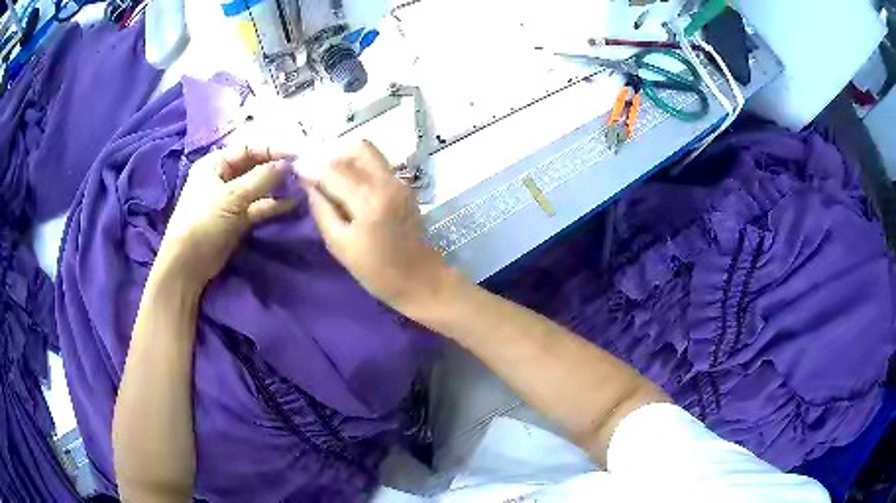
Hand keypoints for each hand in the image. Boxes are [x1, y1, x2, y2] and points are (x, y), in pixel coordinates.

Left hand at [155, 145, 294, 287]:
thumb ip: (262, 178)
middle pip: (254, 167)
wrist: (188, 265)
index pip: (247, 149)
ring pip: (258, 188)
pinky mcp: (237, 219)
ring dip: (277, 187)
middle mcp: (222, 178)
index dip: (271, 150)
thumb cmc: (204, 222)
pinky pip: (258, 207)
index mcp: (214, 164)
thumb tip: (289, 163)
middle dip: (276, 168)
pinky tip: (292, 203)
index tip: (296, 155)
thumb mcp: (232, 196)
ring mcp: (230, 200)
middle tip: (301, 171)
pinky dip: (273, 205)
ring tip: (301, 186)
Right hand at [307, 141, 453, 310]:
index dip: (311, 167)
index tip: (297, 171)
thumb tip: (307, 183)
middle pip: (353, 151)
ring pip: (367, 151)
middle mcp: (387, 181)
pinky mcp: (404, 184)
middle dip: (329, 160)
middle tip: (316, 176)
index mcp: (369, 199)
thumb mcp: (338, 244)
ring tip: (332, 180)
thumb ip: (321, 209)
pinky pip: (377, 163)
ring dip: (346, 159)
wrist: (418, 277)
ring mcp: (399, 180)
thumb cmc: (375, 270)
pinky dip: (359, 166)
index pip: (333, 169)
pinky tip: (349, 186)